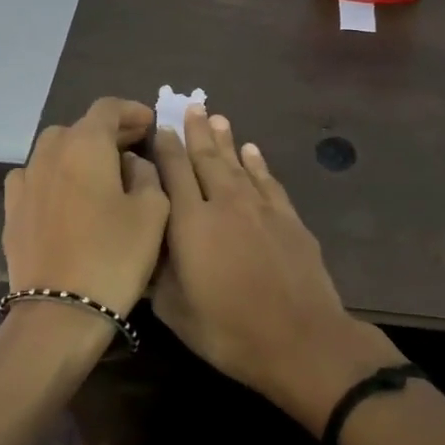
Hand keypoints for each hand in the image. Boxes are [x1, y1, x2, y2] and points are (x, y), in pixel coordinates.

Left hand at [3, 98, 169, 318]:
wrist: (58, 312)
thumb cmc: (115, 256)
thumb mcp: (153, 211)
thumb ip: (147, 174)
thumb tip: (131, 163)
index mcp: (85, 145)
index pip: (107, 108)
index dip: (131, 110)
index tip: (149, 122)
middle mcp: (49, 153)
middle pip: (79, 127)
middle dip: (107, 132)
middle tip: (132, 147)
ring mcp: (24, 181)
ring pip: (54, 150)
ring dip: (78, 152)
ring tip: (100, 172)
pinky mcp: (11, 210)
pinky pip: (34, 177)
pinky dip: (54, 176)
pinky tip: (65, 195)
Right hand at [150, 108, 403, 429]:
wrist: (301, 338)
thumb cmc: (229, 331)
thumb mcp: (175, 311)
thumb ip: (156, 272)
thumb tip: (144, 242)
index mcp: (191, 223)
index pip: (174, 172)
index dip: (166, 146)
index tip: (160, 126)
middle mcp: (225, 203)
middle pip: (207, 158)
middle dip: (196, 131)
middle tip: (191, 105)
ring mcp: (261, 208)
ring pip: (238, 163)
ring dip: (226, 140)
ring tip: (217, 118)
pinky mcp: (289, 217)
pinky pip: (268, 180)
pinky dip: (258, 163)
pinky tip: (252, 151)